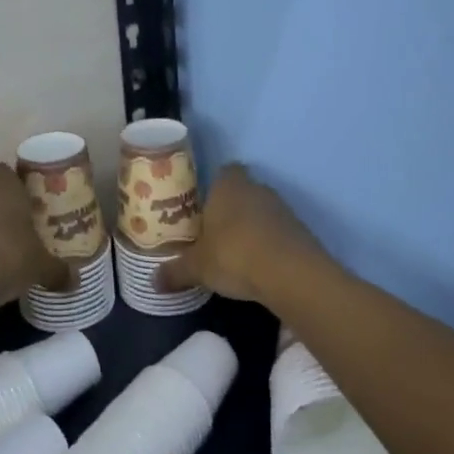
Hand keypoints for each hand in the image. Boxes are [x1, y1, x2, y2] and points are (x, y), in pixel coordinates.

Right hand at [155, 164, 325, 304]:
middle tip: (214, 234)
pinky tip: (260, 266)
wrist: (290, 273)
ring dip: (252, 227)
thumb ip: (176, 271)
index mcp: (227, 185)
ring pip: (261, 211)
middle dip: (230, 210)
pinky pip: (279, 232)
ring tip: (237, 254)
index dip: (214, 187)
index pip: (223, 172)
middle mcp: (256, 188)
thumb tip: (152, 281)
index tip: (204, 208)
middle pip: (242, 192)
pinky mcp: (301, 230)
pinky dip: (270, 244)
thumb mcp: (197, 267)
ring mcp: (282, 207)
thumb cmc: (234, 255)